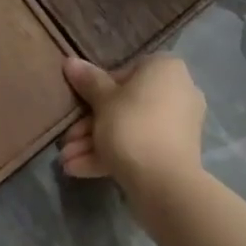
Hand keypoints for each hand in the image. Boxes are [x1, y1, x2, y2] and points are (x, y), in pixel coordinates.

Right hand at [58, 54, 205, 204]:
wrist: (165, 183)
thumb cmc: (132, 126)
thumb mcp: (103, 101)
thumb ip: (88, 81)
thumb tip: (70, 61)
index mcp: (165, 68)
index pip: (125, 72)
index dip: (97, 90)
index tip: (79, 107)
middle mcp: (178, 91)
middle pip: (126, 104)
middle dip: (91, 125)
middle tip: (67, 141)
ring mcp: (179, 125)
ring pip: (131, 129)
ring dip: (96, 143)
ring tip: (67, 161)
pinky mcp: (175, 154)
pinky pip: (141, 147)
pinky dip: (113, 156)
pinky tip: (79, 170)